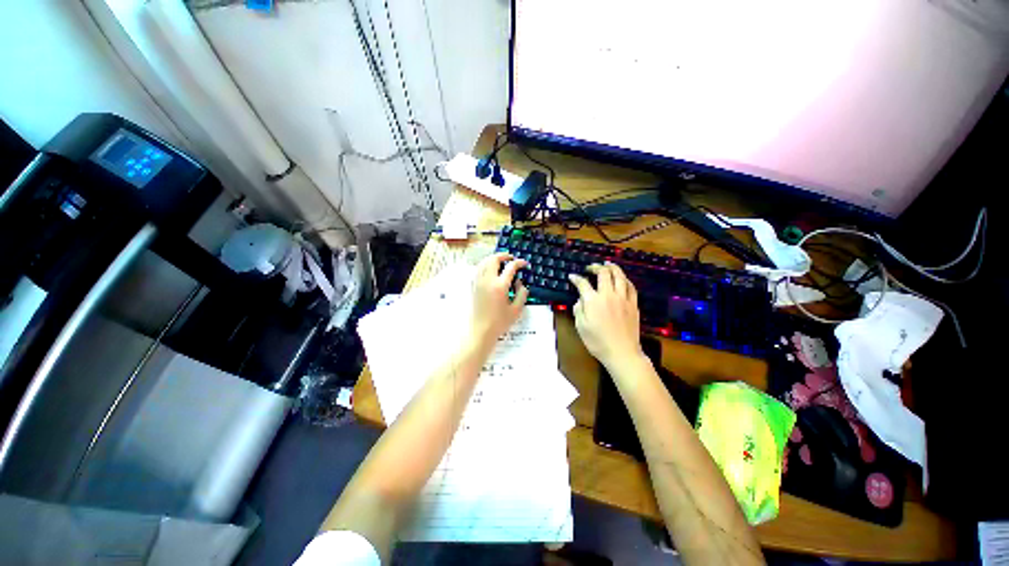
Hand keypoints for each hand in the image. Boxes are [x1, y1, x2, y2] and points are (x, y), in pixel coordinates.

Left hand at [469, 252, 528, 348]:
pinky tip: (490, 270)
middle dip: (504, 255)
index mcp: (500, 286)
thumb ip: (522, 294)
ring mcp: (478, 282)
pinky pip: (478, 269)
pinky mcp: (473, 286)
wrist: (480, 331)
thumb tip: (521, 283)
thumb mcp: (516, 310)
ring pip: (484, 262)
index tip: (524, 264)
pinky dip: (485, 265)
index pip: (510, 267)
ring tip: (501, 262)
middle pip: (494, 259)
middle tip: (511, 258)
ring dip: (493, 258)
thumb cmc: (499, 322)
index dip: (519, 262)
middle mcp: (488, 281)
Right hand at [569, 262, 644, 368]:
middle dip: (595, 267)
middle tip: (591, 267)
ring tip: (607, 264)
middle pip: (603, 273)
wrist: (622, 353)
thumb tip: (580, 300)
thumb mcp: (581, 327)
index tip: (572, 276)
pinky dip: (625, 279)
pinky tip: (622, 279)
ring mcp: (623, 299)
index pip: (583, 283)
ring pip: (619, 276)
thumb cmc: (597, 342)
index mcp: (593, 301)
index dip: (576, 278)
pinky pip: (631, 286)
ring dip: (612, 268)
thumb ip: (578, 310)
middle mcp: (608, 295)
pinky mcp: (633, 304)